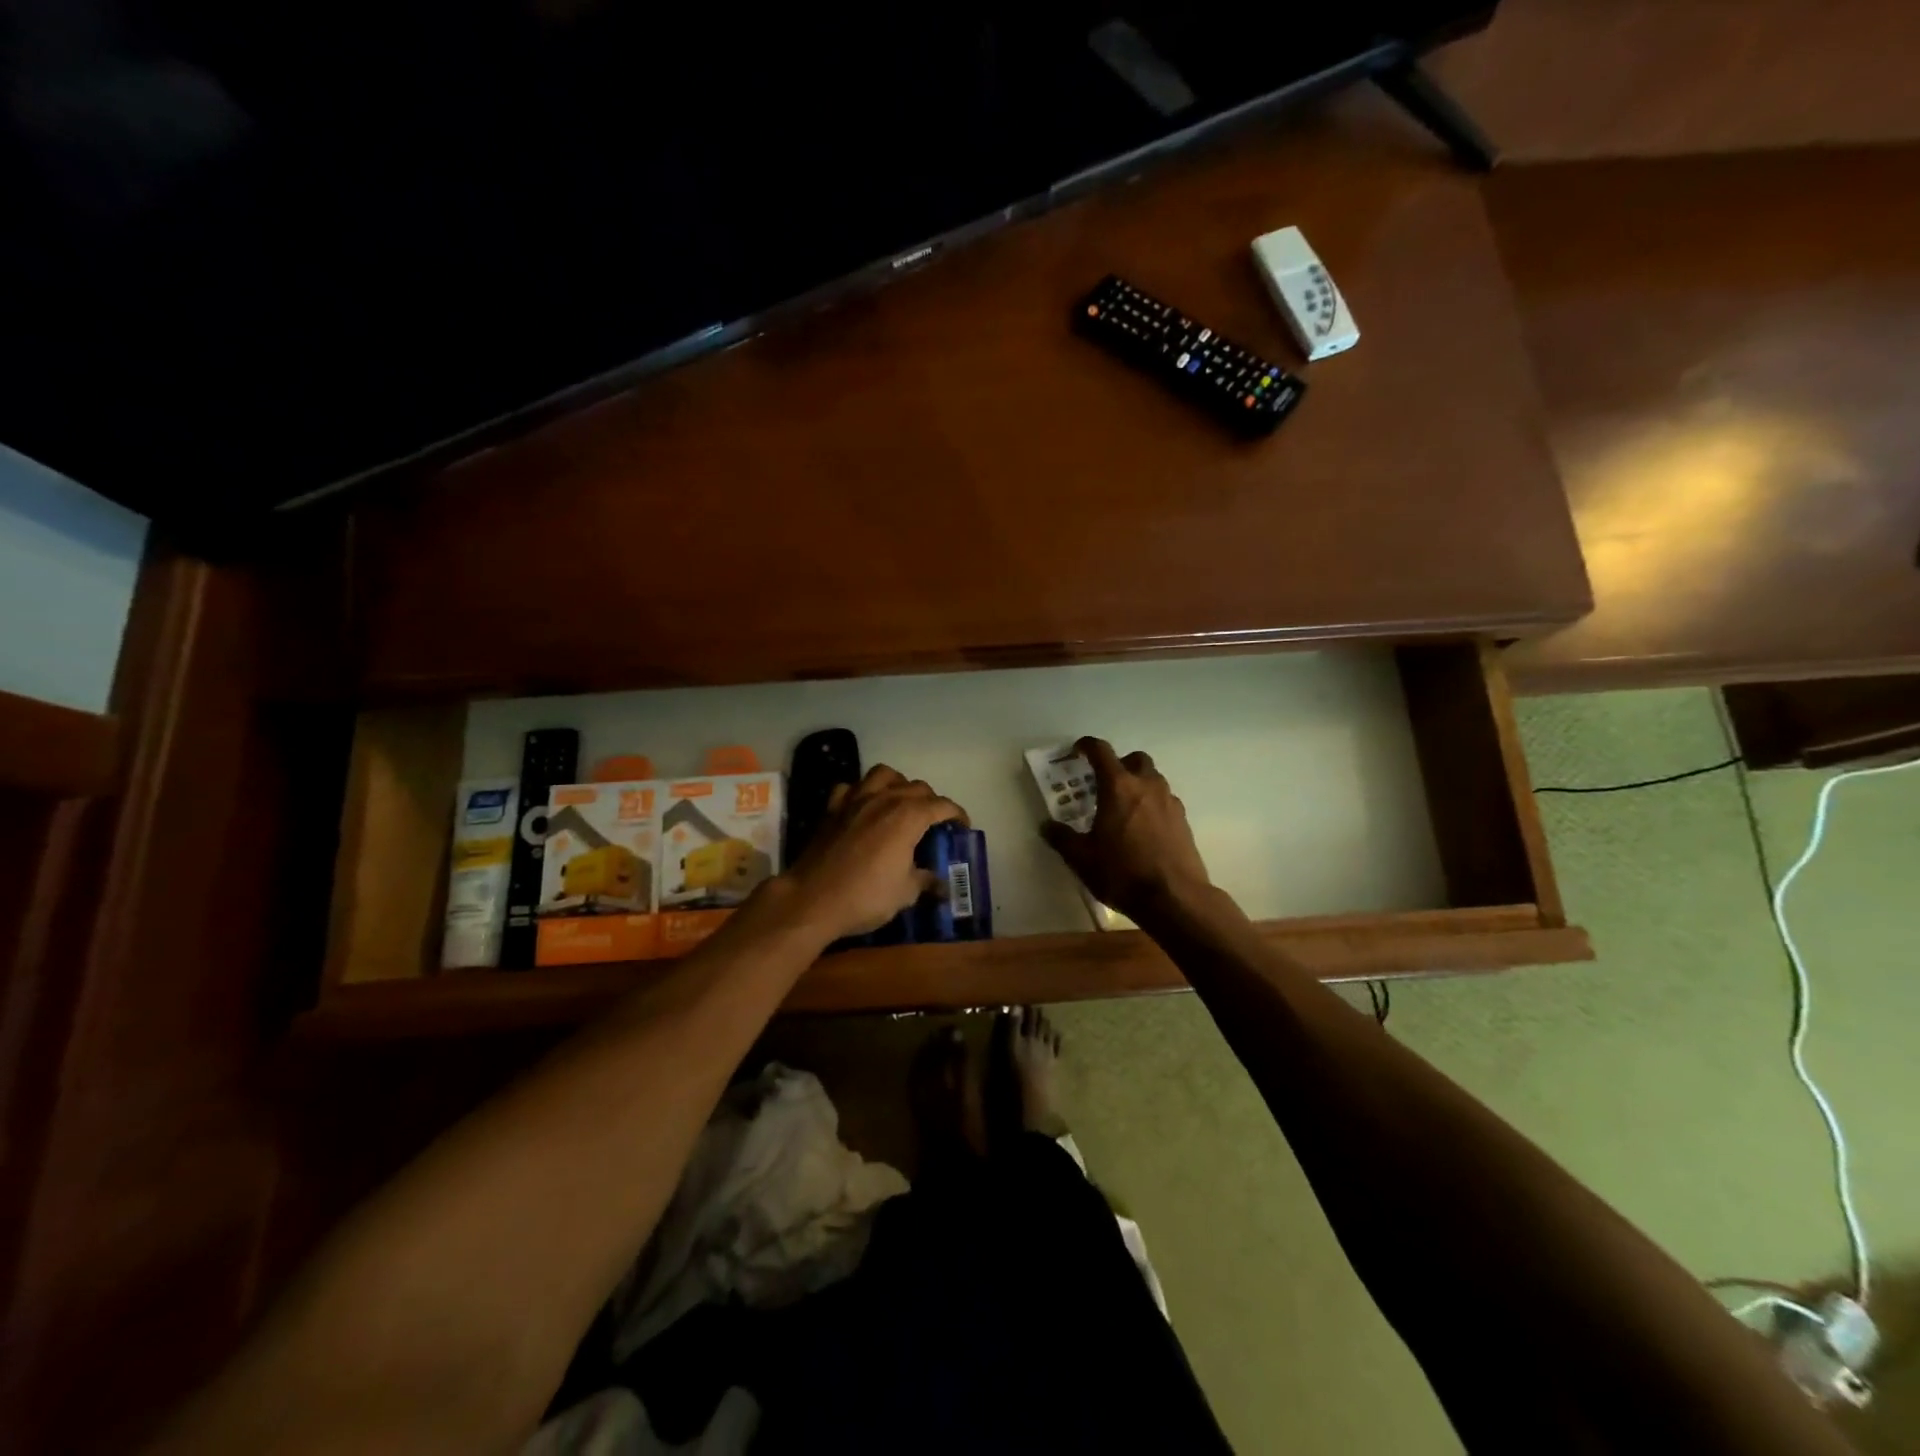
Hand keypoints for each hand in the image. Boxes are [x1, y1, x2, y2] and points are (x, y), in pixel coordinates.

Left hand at [777, 765, 967, 940]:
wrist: (812, 899)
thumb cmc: (866, 896)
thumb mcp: (905, 893)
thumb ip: (925, 881)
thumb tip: (939, 883)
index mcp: (909, 816)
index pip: (942, 805)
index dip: (957, 814)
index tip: (963, 827)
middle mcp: (885, 799)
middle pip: (916, 787)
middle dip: (931, 800)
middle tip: (934, 822)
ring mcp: (856, 799)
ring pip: (884, 774)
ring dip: (898, 784)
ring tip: (900, 803)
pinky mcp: (832, 808)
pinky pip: (851, 788)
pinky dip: (862, 792)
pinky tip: (864, 807)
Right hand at [1040, 737, 1212, 922]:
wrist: (1174, 898)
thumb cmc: (1122, 872)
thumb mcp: (1081, 858)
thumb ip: (1062, 838)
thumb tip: (1046, 826)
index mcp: (1118, 787)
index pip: (1101, 751)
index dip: (1087, 746)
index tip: (1078, 750)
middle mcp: (1146, 786)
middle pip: (1135, 759)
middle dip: (1119, 764)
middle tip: (1105, 784)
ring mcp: (1170, 802)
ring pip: (1153, 779)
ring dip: (1138, 784)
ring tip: (1124, 808)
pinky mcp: (1184, 821)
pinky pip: (1165, 801)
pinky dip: (1152, 805)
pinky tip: (1143, 829)